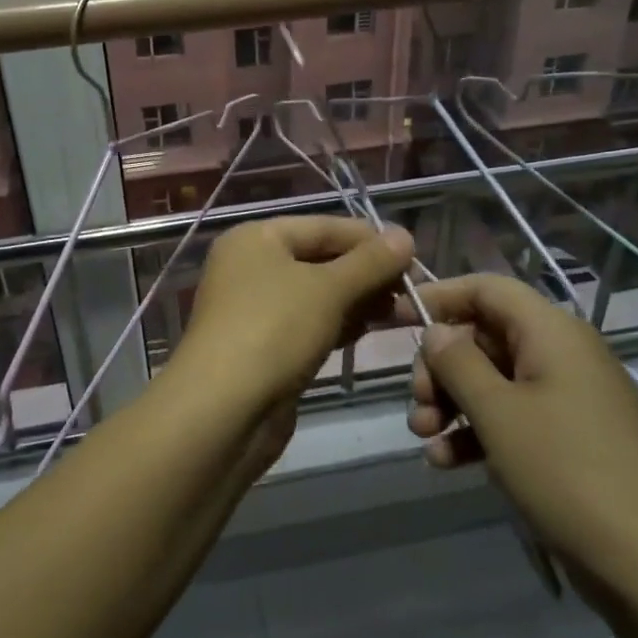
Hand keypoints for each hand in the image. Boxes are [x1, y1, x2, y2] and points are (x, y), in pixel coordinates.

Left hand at [172, 216, 414, 412]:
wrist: (223, 411)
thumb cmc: (274, 330)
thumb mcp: (328, 289)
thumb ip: (369, 262)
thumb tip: (405, 235)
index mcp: (256, 238)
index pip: (323, 226)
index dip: (369, 238)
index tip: (414, 254)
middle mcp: (251, 266)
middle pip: (320, 259)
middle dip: (367, 273)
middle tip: (413, 289)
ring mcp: (256, 308)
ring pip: (318, 294)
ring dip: (359, 300)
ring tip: (405, 310)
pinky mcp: (265, 346)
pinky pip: (310, 323)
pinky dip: (340, 323)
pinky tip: (373, 330)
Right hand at [397, 275, 637, 608]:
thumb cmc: (568, 473)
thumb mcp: (498, 413)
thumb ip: (457, 363)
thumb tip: (436, 332)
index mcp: (551, 332)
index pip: (486, 288)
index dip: (439, 297)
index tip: (395, 320)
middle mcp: (560, 355)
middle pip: (484, 336)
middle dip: (440, 367)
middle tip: (416, 403)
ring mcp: (566, 400)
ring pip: (492, 381)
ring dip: (451, 403)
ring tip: (424, 438)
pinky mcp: (568, 441)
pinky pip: (511, 419)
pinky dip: (476, 433)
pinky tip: (447, 463)